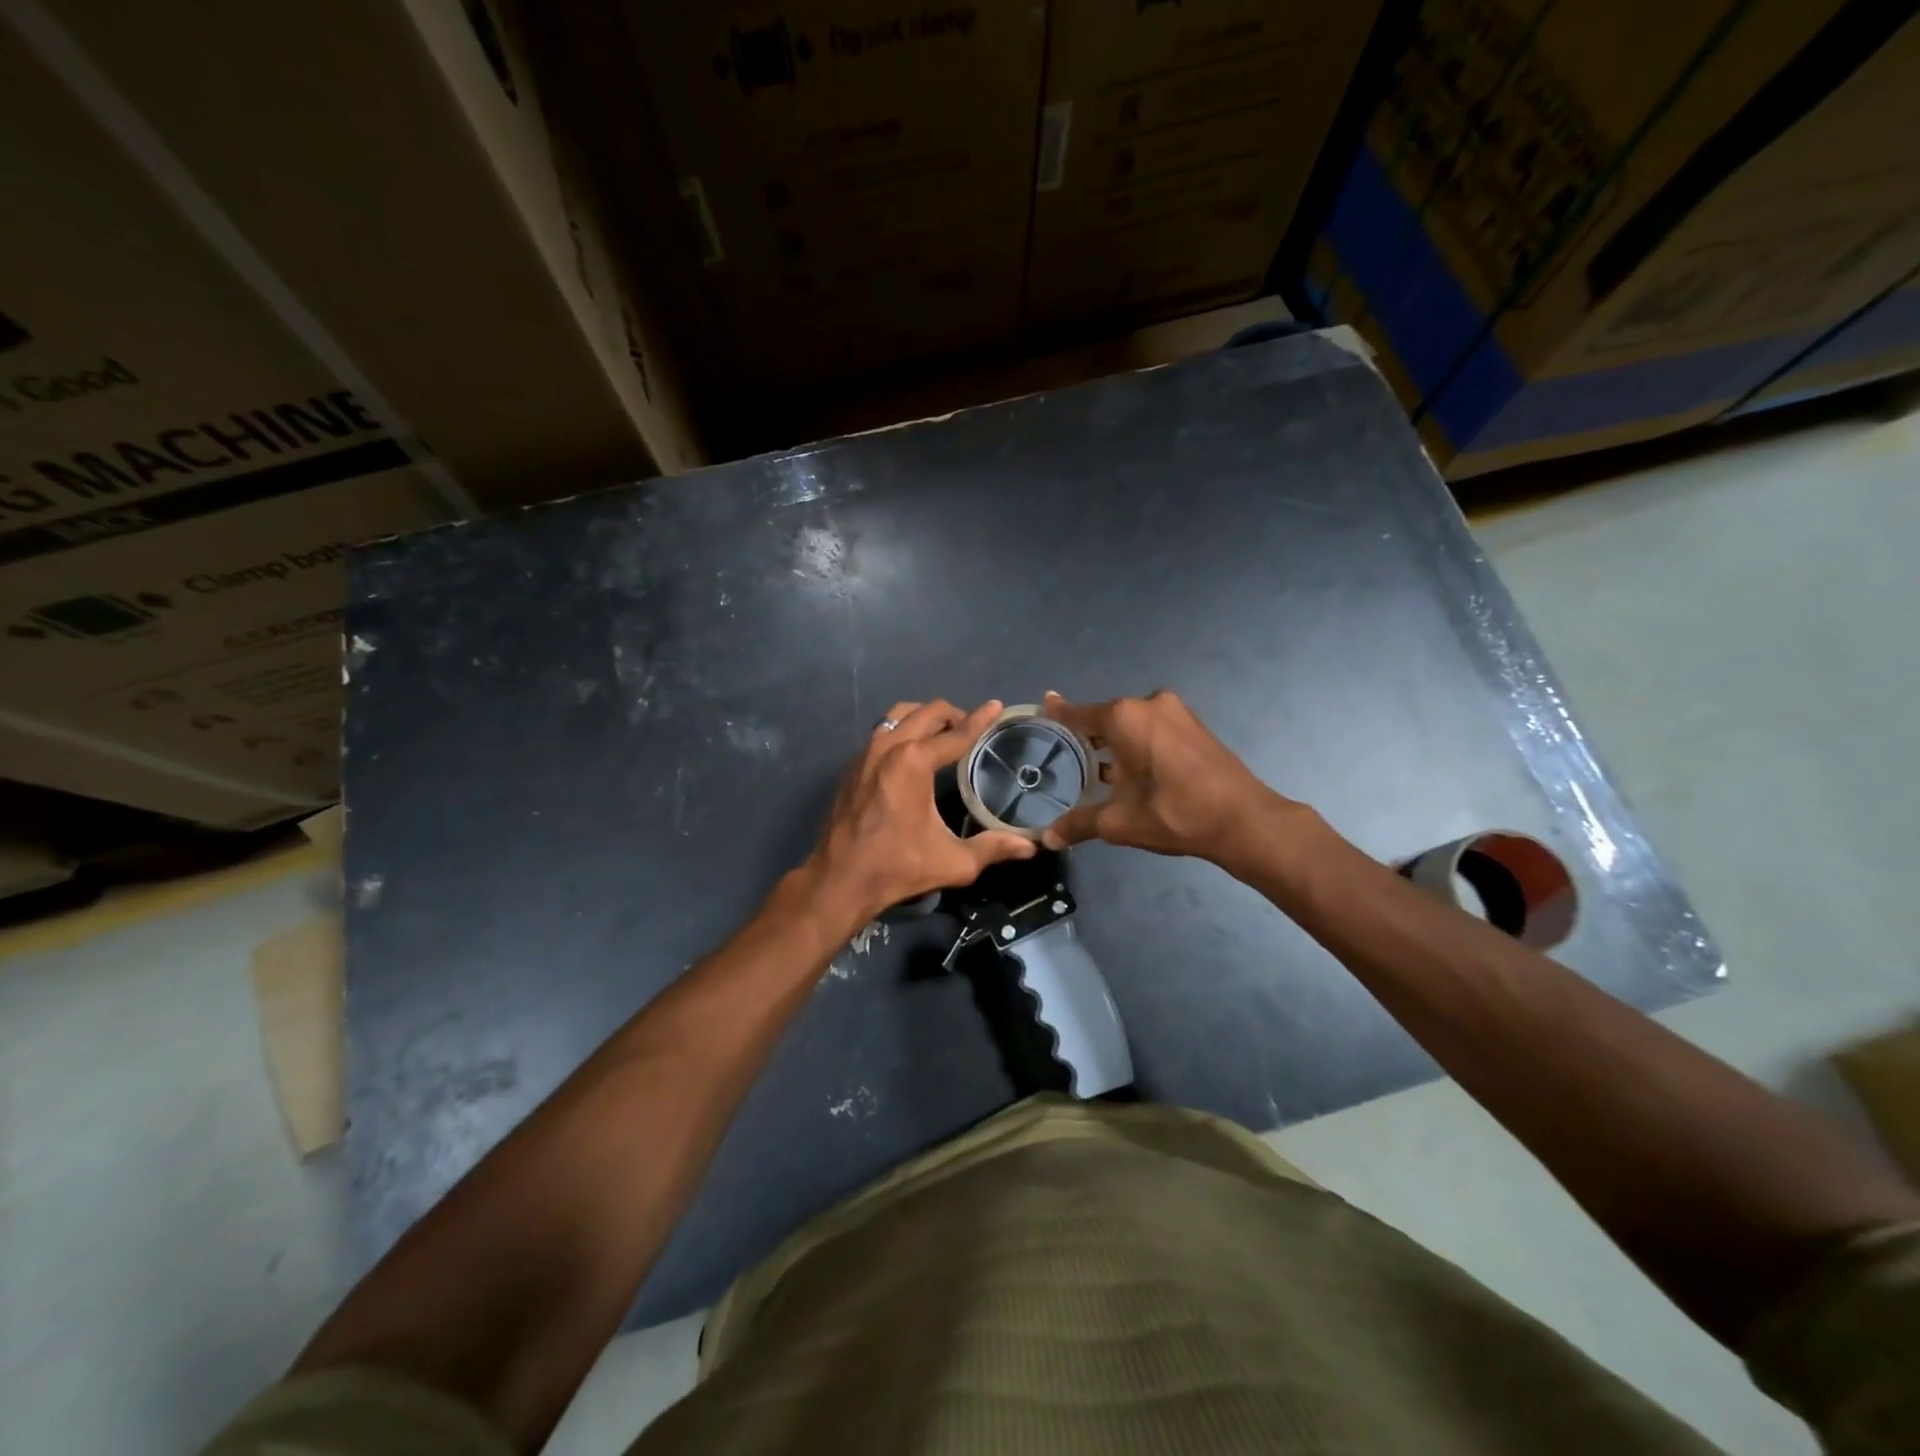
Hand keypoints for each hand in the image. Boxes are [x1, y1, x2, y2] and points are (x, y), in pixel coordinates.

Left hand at [804, 699, 1035, 928]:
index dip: (980, 720)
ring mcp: (865, 753)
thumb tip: (1030, 846)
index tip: (996, 706)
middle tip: (971, 727)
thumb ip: (993, 848)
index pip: (956, 734)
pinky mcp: (852, 766)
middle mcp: (888, 747)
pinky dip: (901, 731)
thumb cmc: (898, 867)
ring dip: (924, 717)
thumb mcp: (954, 862)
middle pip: (926, 712)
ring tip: (942, 733)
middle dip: (953, 714)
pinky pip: (881, 732)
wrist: (839, 880)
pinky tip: (911, 753)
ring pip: (898, 715)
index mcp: (914, 762)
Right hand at [1040, 690, 1297, 867]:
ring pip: (1132, 724)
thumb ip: (1079, 824)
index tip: (1044, 704)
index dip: (1059, 714)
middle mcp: (1148, 704)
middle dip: (1088, 737)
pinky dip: (1138, 744)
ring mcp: (1175, 712)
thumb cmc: (1173, 813)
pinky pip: (1154, 729)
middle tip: (1066, 756)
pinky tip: (1131, 770)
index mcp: (1124, 717)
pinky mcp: (1194, 726)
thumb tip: (1047, 838)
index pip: (1079, 714)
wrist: (1243, 820)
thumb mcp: (1118, 822)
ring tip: (1095, 768)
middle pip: (1106, 718)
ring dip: (1115, 743)